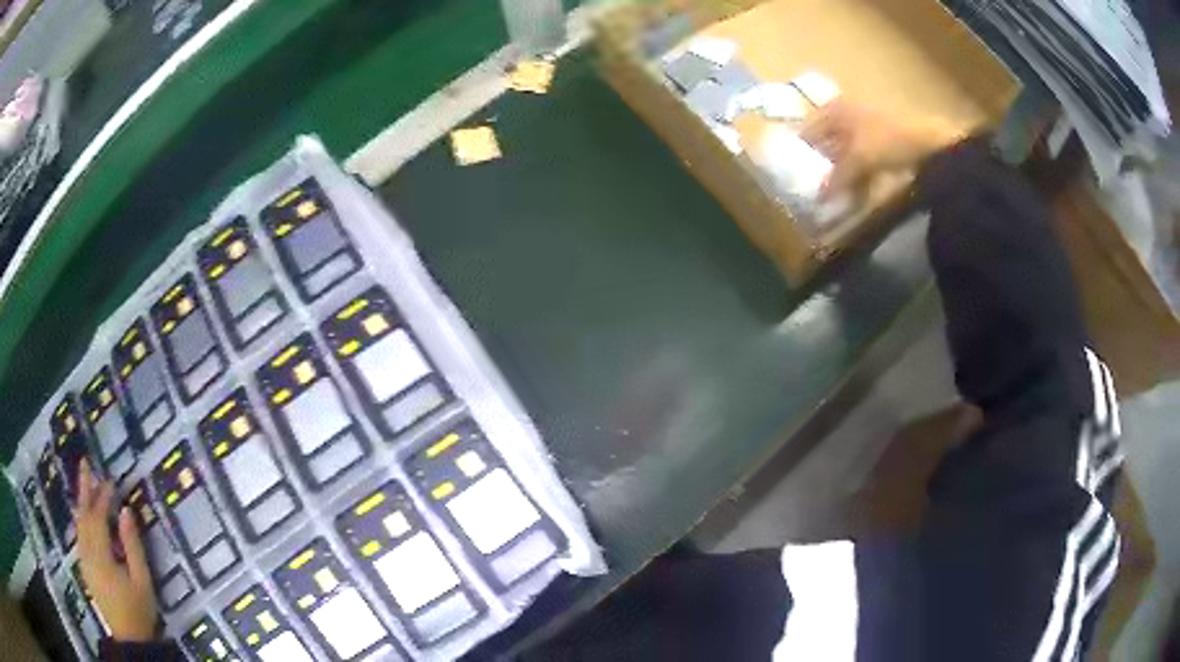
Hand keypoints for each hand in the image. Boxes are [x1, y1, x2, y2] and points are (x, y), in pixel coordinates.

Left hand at [75, 459, 157, 641]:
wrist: (129, 639)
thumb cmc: (138, 611)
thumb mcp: (142, 581)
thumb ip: (133, 546)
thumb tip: (126, 511)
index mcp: (101, 555)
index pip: (98, 517)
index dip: (103, 497)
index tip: (111, 480)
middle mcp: (87, 552)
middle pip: (83, 515)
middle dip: (84, 489)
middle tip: (85, 463)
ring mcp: (83, 560)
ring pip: (79, 524)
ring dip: (81, 502)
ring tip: (84, 484)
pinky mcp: (84, 567)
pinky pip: (79, 536)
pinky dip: (81, 520)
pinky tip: (83, 515)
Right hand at [800, 101, 963, 196]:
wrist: (930, 144)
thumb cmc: (887, 140)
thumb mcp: (857, 159)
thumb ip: (836, 179)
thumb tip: (818, 201)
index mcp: (835, 109)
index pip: (808, 131)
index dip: (801, 154)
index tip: (794, 177)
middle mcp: (846, 115)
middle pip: (826, 144)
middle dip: (820, 168)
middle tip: (811, 191)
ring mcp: (866, 131)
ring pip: (844, 156)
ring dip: (839, 177)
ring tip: (831, 199)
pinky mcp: (882, 147)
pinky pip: (862, 165)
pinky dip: (857, 179)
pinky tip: (853, 197)